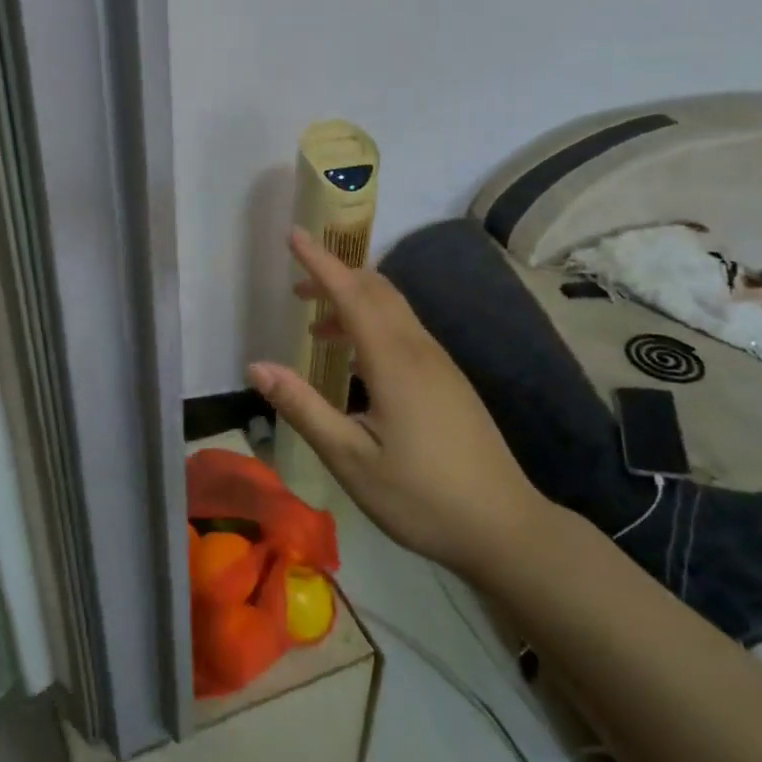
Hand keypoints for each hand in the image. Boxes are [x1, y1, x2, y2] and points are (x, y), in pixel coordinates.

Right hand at [247, 228, 547, 572]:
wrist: (504, 527)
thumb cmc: (420, 497)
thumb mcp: (350, 459)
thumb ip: (303, 407)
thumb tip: (256, 367)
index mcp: (394, 361)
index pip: (351, 294)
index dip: (319, 262)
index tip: (292, 234)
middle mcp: (419, 350)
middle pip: (377, 290)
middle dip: (335, 276)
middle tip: (296, 287)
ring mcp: (440, 364)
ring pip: (393, 309)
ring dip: (353, 301)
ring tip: (315, 325)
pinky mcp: (448, 380)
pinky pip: (404, 331)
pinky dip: (372, 324)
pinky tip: (355, 359)